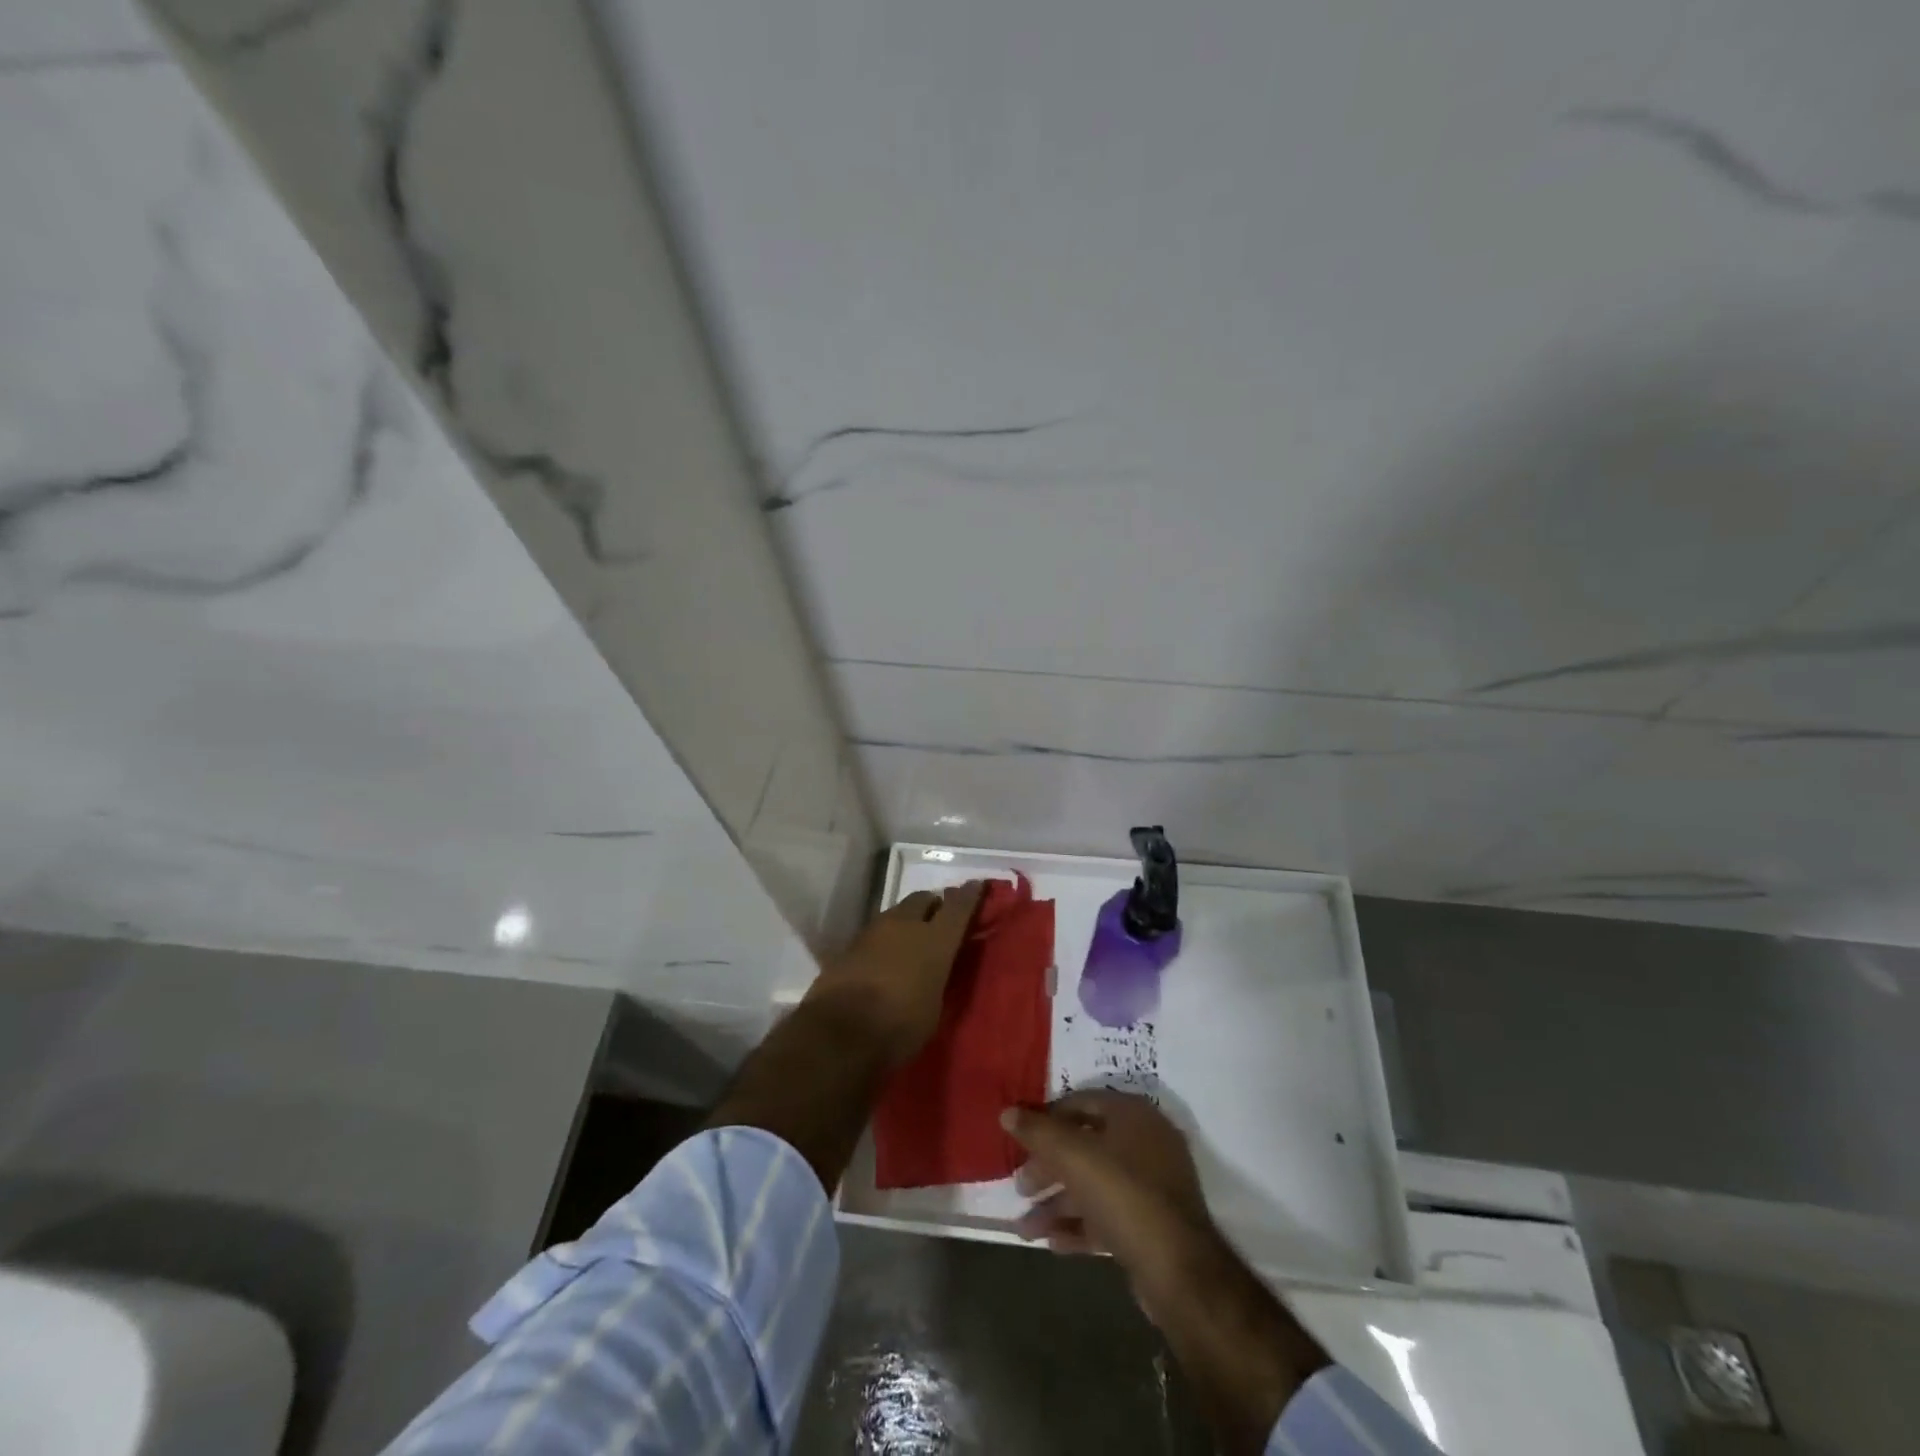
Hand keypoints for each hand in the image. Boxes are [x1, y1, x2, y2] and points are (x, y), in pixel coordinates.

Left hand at [803, 881, 985, 1068]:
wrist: (839, 1032)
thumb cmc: (899, 1026)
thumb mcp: (934, 1008)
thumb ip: (938, 978)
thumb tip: (936, 969)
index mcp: (935, 940)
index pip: (959, 906)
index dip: (970, 894)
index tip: (977, 885)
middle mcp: (906, 925)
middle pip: (924, 899)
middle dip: (934, 905)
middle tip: (940, 920)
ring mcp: (874, 931)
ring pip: (897, 913)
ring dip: (907, 921)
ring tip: (911, 940)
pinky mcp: (850, 944)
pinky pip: (876, 932)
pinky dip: (885, 939)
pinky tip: (885, 957)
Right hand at [1007, 1091, 1333, 1453]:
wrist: (1179, 1272)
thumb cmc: (1124, 1196)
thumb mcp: (1074, 1157)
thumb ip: (1038, 1132)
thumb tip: (1007, 1112)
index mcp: (1132, 1114)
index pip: (1080, 1102)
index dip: (1046, 1118)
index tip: (1018, 1139)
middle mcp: (1144, 1143)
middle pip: (1084, 1145)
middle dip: (1048, 1167)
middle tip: (1019, 1186)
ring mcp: (1150, 1186)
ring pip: (1093, 1185)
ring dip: (1057, 1203)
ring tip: (1024, 1227)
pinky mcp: (1150, 1225)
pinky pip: (1106, 1216)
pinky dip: (1078, 1226)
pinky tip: (1051, 1242)